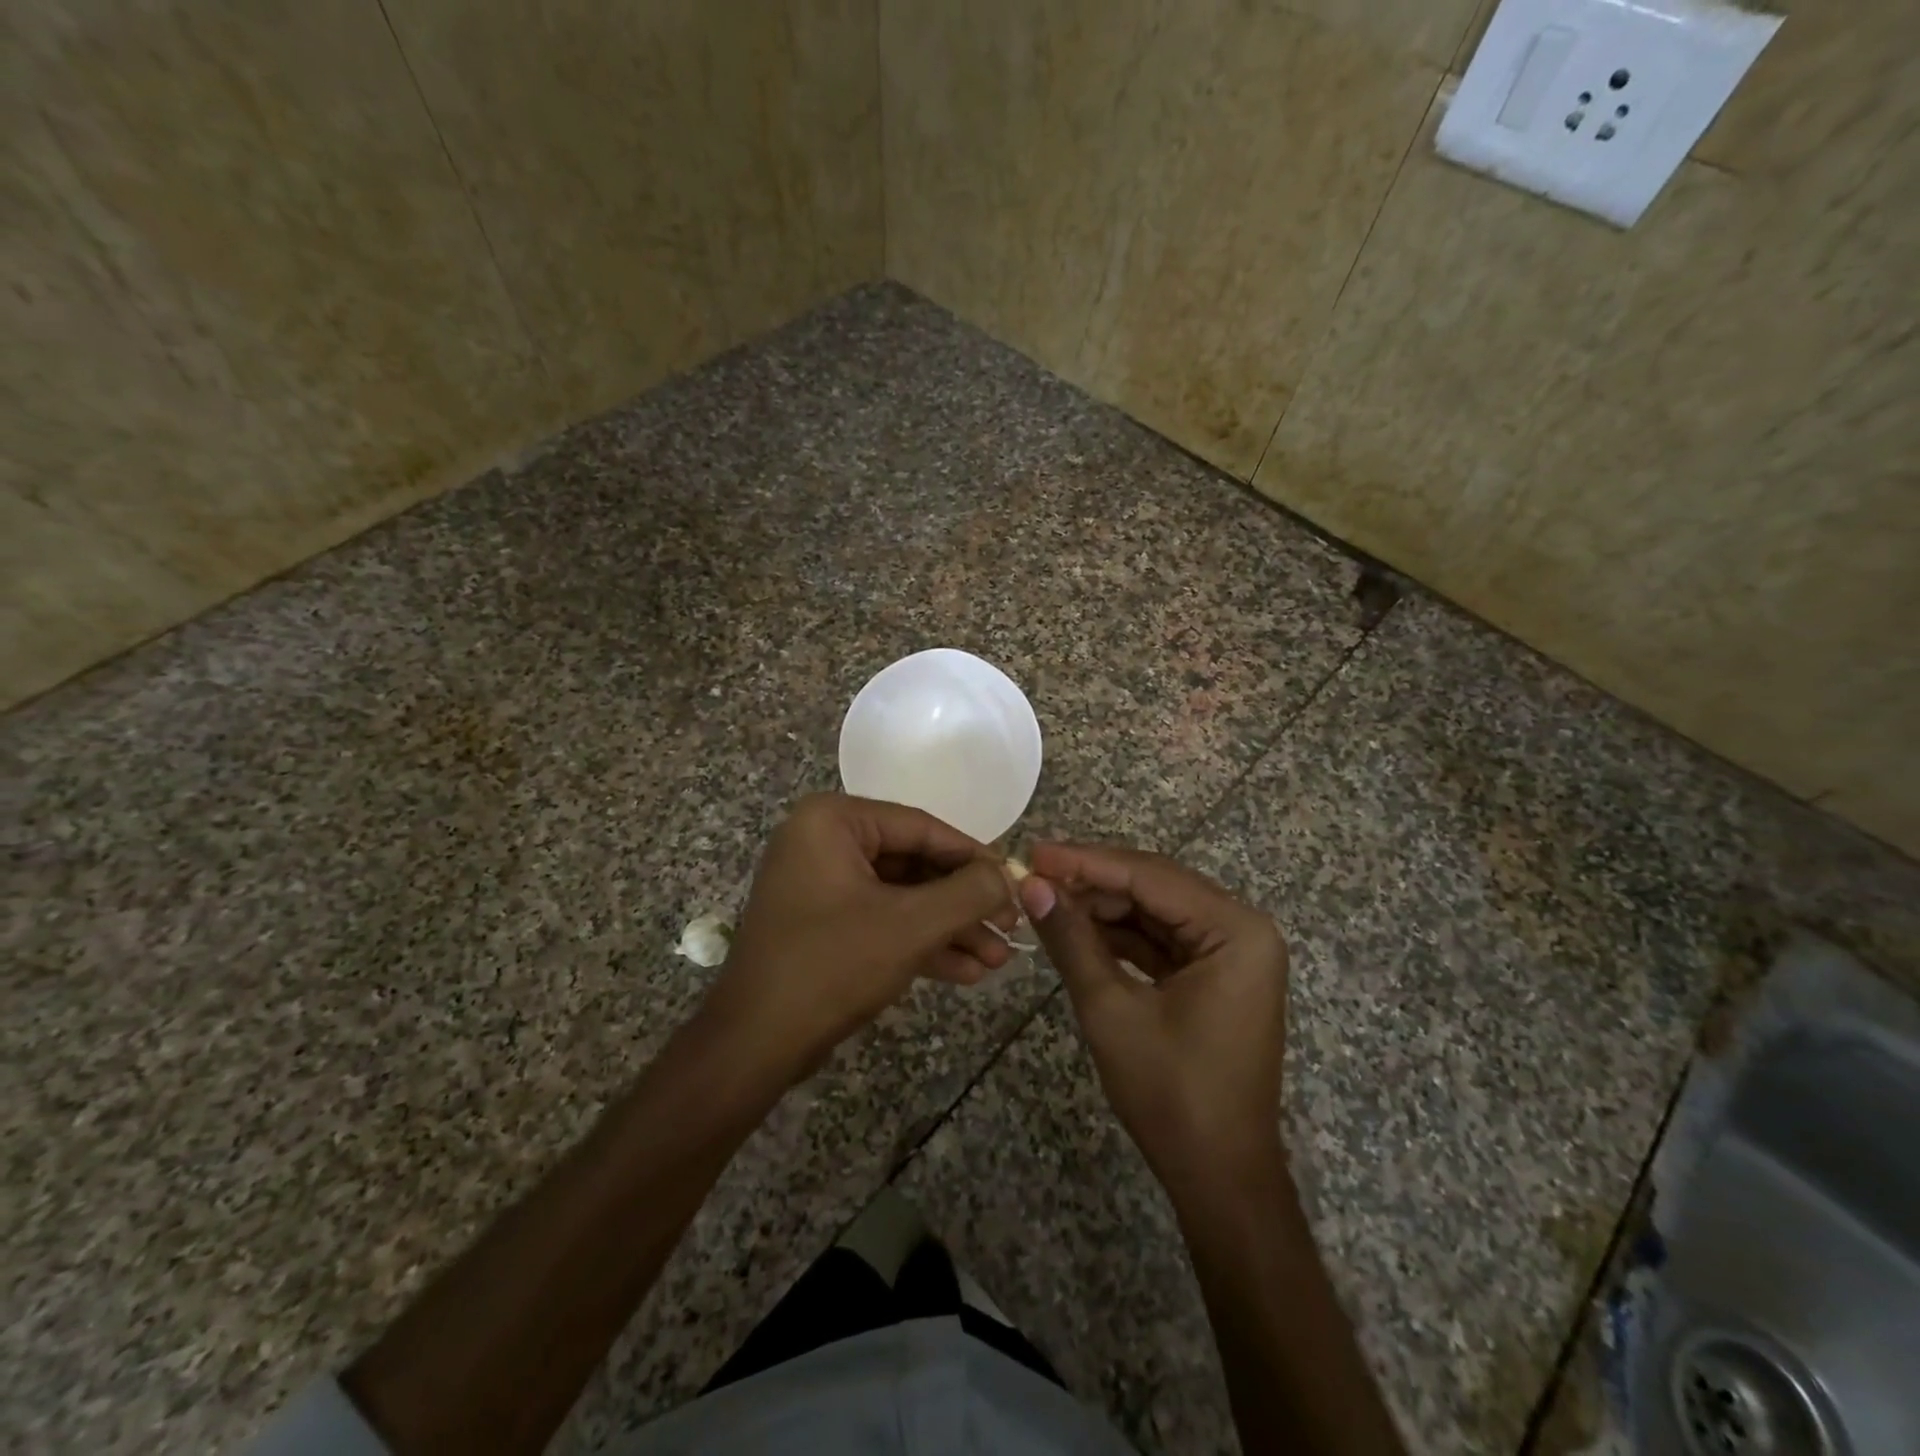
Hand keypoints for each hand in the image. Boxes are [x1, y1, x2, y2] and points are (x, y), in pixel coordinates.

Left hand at [703, 793, 1017, 1081]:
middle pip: (914, 864)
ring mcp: (821, 885)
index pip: (921, 827)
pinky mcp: (823, 924)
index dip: (973, 857)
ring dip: (949, 929)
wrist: (754, 1045)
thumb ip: (968, 893)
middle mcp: (823, 842)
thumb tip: (1009, 876)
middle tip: (1010, 926)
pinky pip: (882, 921)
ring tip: (998, 958)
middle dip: (963, 903)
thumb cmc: (831, 966)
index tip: (1014, 881)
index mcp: (833, 821)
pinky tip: (967, 971)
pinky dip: (921, 943)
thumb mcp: (910, 925)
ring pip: (902, 898)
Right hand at [1016, 843, 1288, 1190]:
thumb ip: (1072, 939)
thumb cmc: (1171, 1094)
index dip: (1087, 862)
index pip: (1150, 876)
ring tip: (1047, 901)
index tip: (1034, 852)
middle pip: (1155, 887)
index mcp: (1236, 930)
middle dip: (1093, 882)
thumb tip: (1031, 886)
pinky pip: (1162, 940)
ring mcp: (1231, 952)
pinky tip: (1077, 929)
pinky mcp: (1216, 975)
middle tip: (1035, 876)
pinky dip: (1120, 936)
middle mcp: (1242, 929)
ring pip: (1155, 911)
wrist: (1218, 1176)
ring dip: (1102, 907)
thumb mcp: (1111, 1009)